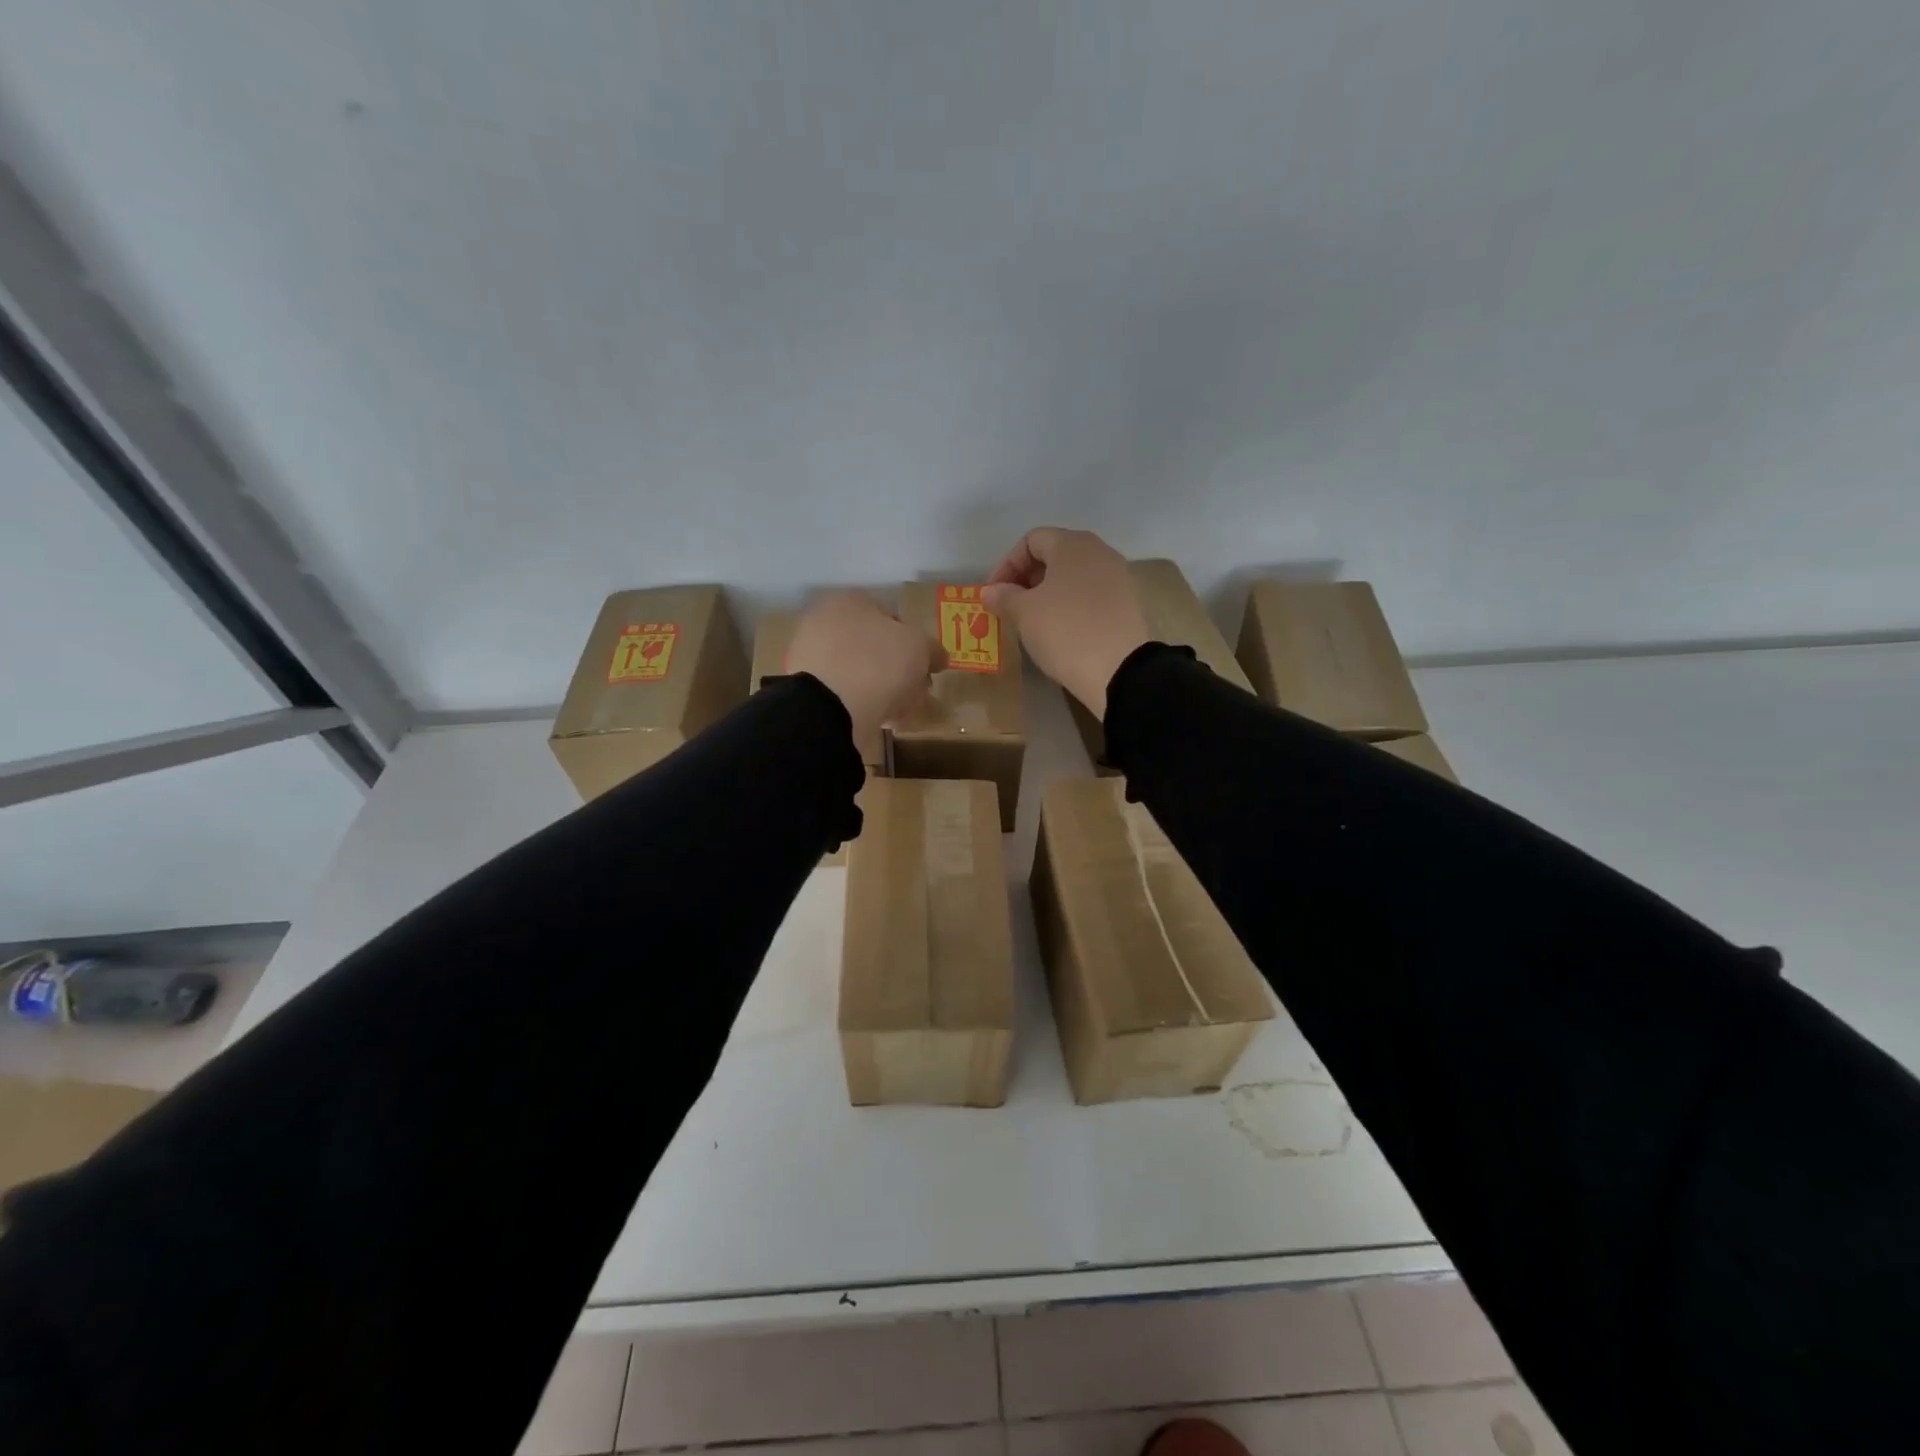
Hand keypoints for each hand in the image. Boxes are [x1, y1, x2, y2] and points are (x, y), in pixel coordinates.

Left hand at [785, 590, 946, 751]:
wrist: (831, 707)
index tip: (926, 666)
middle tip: (918, 691)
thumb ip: (932, 649)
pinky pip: (844, 694)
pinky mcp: (806, 691)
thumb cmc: (879, 662)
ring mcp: (810, 658)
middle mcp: (823, 622)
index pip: (890, 616)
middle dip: (899, 669)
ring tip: (903, 711)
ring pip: (859, 672)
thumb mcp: (920, 648)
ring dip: (884, 689)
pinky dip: (864, 704)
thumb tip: (938, 657)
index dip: (914, 642)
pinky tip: (883, 720)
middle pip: (874, 646)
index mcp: (848, 601)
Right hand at [981, 528, 1148, 718]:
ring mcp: (1119, 578)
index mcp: (1073, 544)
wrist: (1119, 670)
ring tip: (1033, 621)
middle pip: (1055, 555)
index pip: (1031, 540)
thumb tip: (990, 591)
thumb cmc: (1065, 630)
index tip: (994, 594)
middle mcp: (1100, 552)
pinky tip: (1061, 631)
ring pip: (1074, 577)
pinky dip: (1071, 606)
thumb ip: (1004, 596)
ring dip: (1048, 594)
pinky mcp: (1128, 604)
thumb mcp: (1024, 613)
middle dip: (1027, 579)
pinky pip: (1091, 596)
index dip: (1007, 564)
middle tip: (1011, 606)